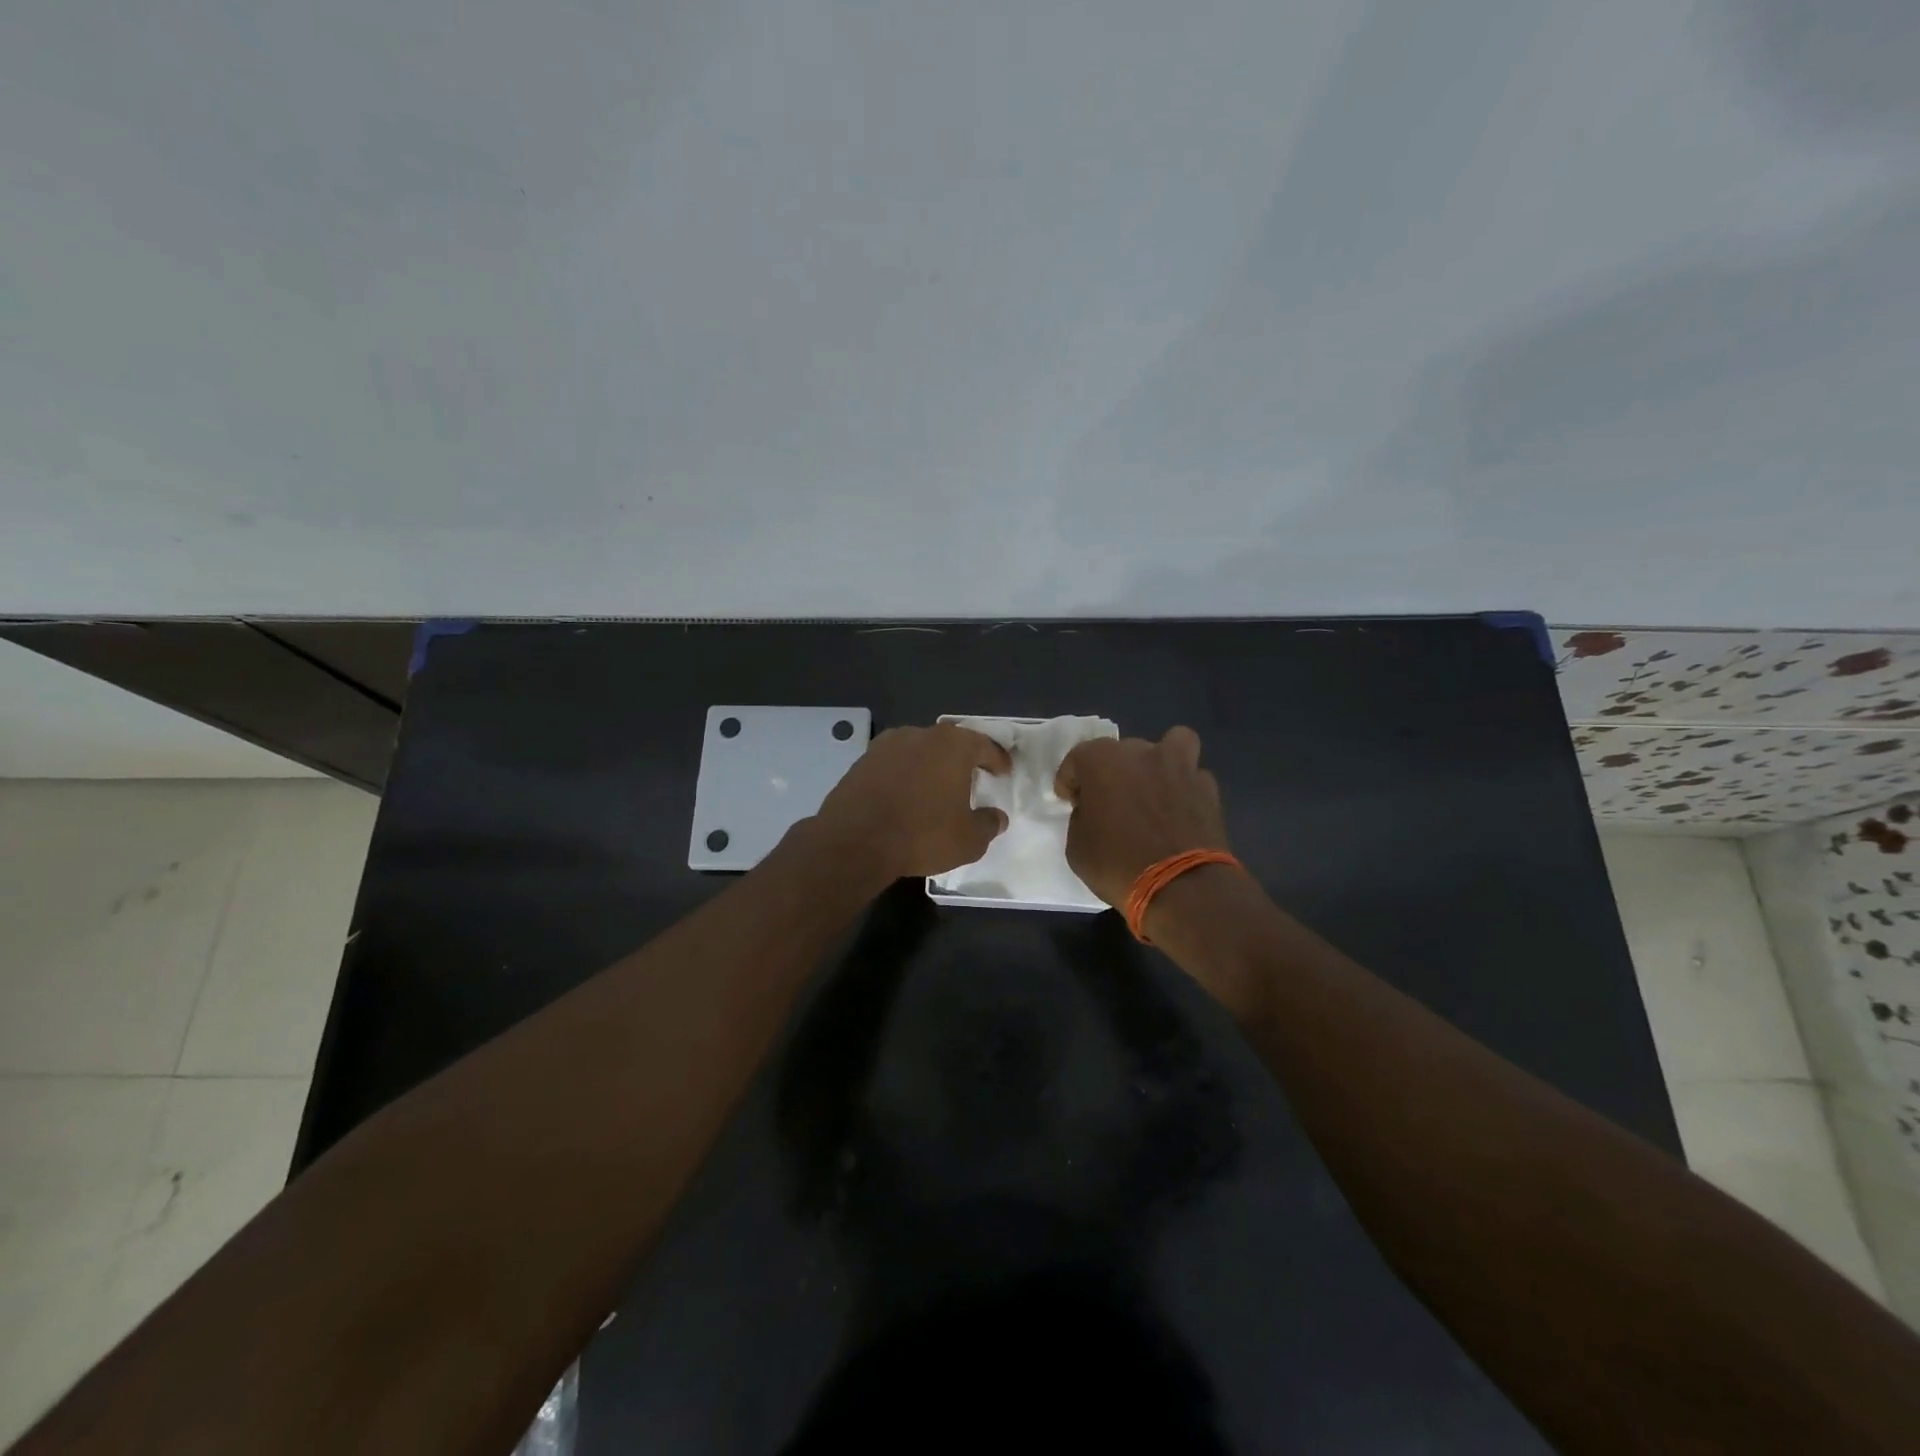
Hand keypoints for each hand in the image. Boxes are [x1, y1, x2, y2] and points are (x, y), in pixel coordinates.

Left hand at [811, 723, 1012, 881]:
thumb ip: (988, 824)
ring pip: (919, 750)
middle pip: (950, 742)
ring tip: (936, 787)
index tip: (1003, 771)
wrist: (854, 840)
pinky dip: (905, 774)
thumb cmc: (921, 834)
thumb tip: (997, 817)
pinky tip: (906, 794)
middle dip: (962, 758)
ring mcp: (887, 745)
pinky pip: (894, 763)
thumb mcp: (969, 840)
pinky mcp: (862, 760)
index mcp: (953, 745)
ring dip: (930, 765)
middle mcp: (920, 734)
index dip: (997, 759)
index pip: (984, 745)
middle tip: (971, 777)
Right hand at [1055, 726, 1230, 908]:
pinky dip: (1184, 788)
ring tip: (1154, 785)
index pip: (1077, 759)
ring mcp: (1179, 767)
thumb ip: (1081, 817)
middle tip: (1109, 803)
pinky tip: (1179, 809)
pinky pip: (1192, 777)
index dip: (1070, 780)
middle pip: (1120, 751)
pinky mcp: (1208, 788)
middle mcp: (1141, 753)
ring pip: (1171, 744)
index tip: (1070, 801)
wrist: (1181, 887)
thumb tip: (1093, 811)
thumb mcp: (1077, 847)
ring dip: (1160, 760)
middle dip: (1111, 773)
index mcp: (1102, 761)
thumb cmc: (1118, 865)